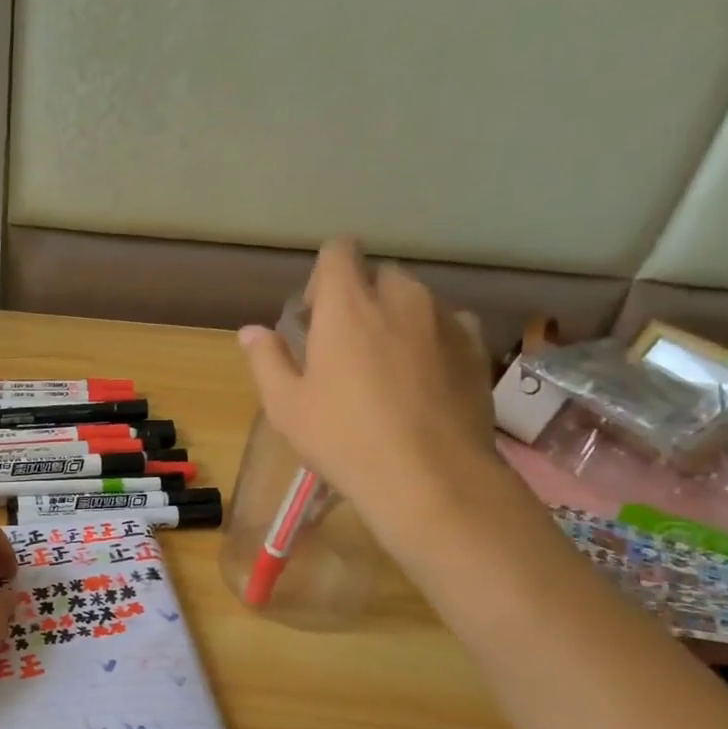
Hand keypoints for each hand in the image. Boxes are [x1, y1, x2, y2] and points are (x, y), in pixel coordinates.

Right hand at [238, 239, 499, 547]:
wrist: (430, 477)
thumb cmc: (344, 439)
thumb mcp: (287, 407)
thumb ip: (267, 360)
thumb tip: (251, 331)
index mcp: (348, 305)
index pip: (339, 251)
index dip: (324, 274)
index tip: (315, 314)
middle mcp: (401, 298)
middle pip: (380, 274)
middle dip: (362, 297)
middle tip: (348, 344)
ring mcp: (445, 320)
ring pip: (417, 300)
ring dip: (398, 318)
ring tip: (388, 366)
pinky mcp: (476, 348)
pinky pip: (449, 325)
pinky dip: (432, 339)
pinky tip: (424, 380)